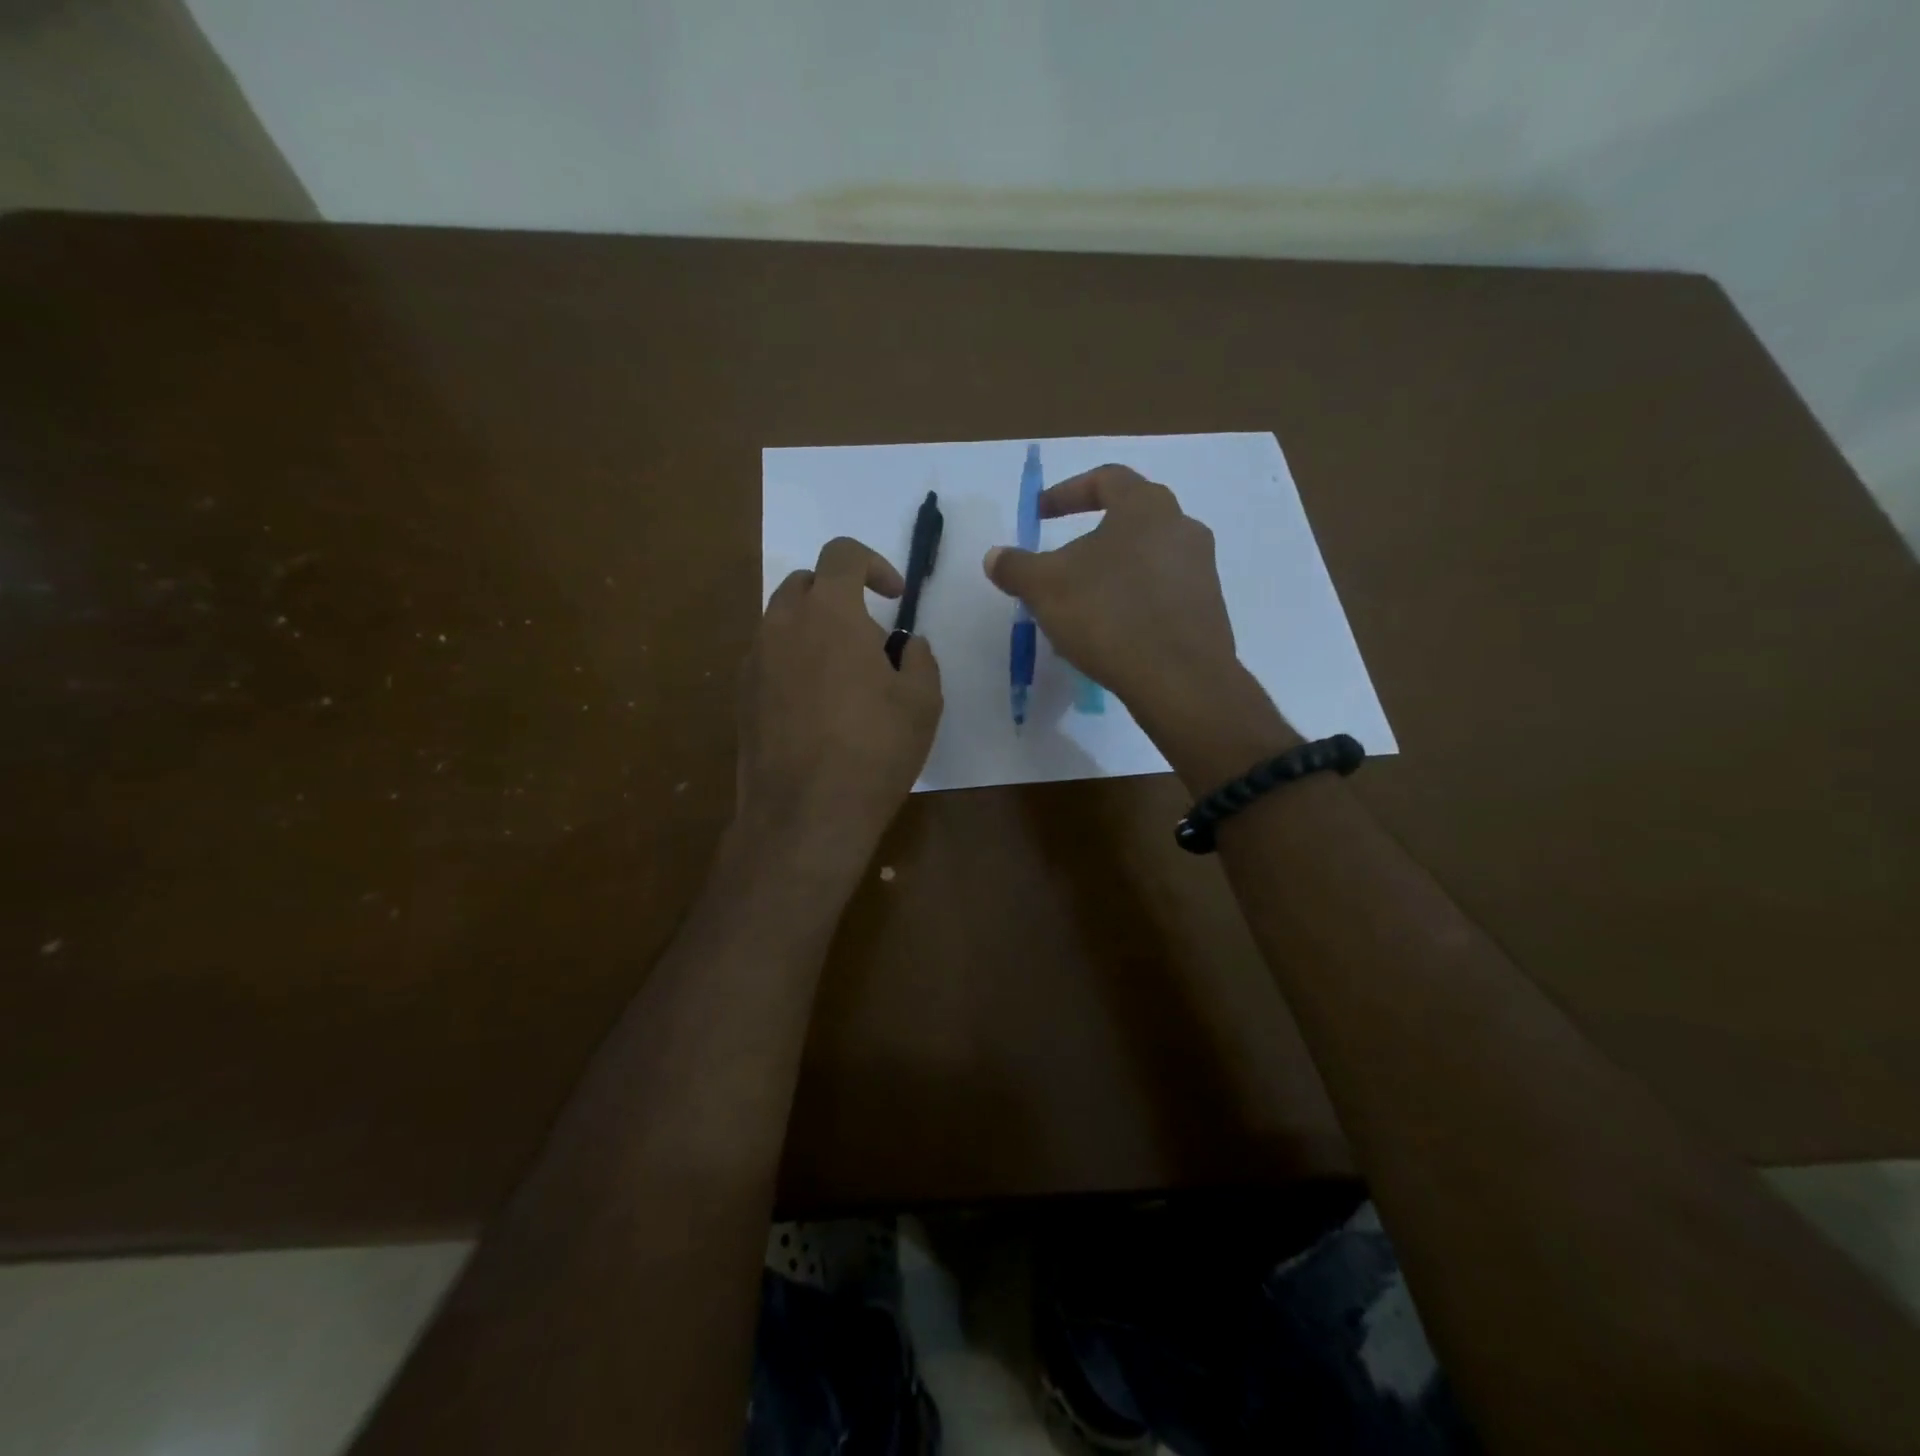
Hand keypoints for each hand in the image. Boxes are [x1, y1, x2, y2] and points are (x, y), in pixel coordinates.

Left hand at [739, 537, 942, 856]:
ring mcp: (754, 661)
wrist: (805, 815)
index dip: (873, 564)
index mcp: (829, 613)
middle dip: (839, 595)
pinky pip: (769, 659)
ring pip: (782, 622)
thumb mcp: (923, 701)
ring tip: (843, 679)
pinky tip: (816, 709)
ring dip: (814, 630)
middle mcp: (782, 625)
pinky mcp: (741, 696)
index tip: (894, 598)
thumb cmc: (874, 750)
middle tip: (868, 639)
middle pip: (806, 583)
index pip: (842, 553)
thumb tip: (906, 645)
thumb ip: (919, 658)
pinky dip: (793, 663)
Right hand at [982, 465, 1244, 735]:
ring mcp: (1201, 569)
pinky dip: (1132, 602)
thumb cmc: (1109, 615)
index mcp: (1146, 506)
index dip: (1066, 493)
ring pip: (1145, 559)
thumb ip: (1016, 566)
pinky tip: (1111, 633)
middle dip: (1090, 538)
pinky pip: (1161, 593)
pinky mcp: (1207, 608)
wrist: (1180, 680)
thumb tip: (995, 556)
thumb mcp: (1045, 588)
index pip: (1106, 479)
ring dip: (1111, 574)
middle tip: (1061, 563)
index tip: (1039, 515)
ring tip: (1081, 605)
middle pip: (1129, 519)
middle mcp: (1182, 527)